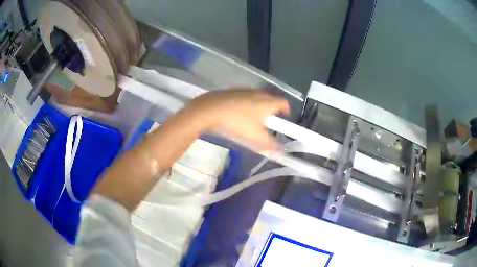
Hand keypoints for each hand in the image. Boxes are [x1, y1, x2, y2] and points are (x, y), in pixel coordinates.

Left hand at [182, 89, 289, 150]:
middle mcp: (259, 92)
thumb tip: (280, 149)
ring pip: (257, 98)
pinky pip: (245, 97)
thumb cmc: (237, 122)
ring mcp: (245, 90)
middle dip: (272, 111)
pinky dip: (246, 105)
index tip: (283, 121)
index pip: (284, 103)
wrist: (209, 110)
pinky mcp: (233, 91)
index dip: (286, 112)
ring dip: (259, 107)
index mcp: (268, 102)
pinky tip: (237, 115)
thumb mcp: (256, 137)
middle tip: (268, 124)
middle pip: (271, 100)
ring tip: (252, 121)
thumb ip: (270, 144)